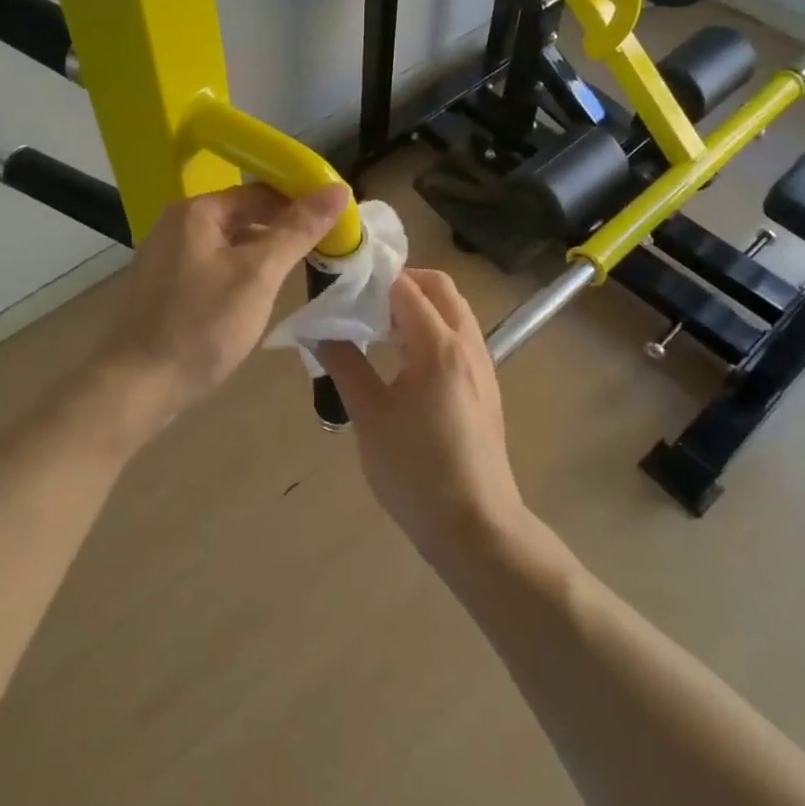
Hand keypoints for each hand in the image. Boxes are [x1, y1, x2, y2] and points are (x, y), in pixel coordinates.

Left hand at [94, 182, 352, 432]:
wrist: (139, 385)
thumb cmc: (202, 325)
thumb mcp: (258, 275)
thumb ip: (298, 230)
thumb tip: (338, 189)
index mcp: (197, 211)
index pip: (262, 192)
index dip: (301, 203)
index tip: (337, 223)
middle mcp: (178, 224)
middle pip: (244, 214)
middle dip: (284, 230)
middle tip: (325, 250)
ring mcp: (168, 255)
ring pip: (230, 242)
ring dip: (264, 252)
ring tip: (300, 271)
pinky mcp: (166, 284)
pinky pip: (214, 264)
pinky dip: (241, 271)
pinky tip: (260, 294)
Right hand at [318, 269, 528, 560]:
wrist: (476, 527)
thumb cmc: (416, 471)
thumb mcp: (369, 416)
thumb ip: (344, 364)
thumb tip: (319, 331)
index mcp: (439, 346)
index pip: (406, 287)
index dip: (373, 278)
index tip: (342, 283)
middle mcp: (468, 345)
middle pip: (439, 288)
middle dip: (402, 282)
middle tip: (363, 300)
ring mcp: (482, 365)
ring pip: (453, 311)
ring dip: (419, 304)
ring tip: (377, 327)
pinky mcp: (485, 386)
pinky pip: (459, 336)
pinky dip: (432, 327)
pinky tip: (403, 358)